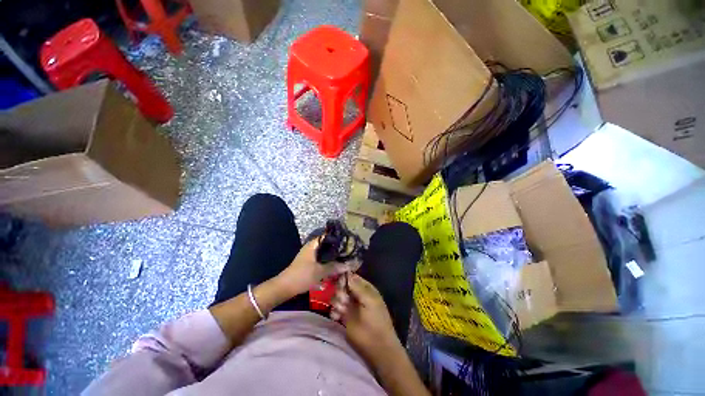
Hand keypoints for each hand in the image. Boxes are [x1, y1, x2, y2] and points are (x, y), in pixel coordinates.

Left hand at [277, 239, 352, 296]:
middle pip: (326, 245)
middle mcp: (311, 247)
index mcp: (313, 245)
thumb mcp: (320, 272)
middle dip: (336, 248)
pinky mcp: (308, 263)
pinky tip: (334, 266)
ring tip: (343, 258)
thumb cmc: (302, 276)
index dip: (337, 238)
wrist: (285, 287)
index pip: (327, 236)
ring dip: (332, 256)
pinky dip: (327, 261)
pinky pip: (321, 259)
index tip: (347, 242)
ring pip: (324, 252)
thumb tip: (349, 265)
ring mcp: (309, 255)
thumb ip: (335, 267)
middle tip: (347, 251)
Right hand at [331, 274, 401, 364]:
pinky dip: (334, 311)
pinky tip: (337, 316)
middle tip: (343, 299)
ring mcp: (349, 306)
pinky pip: (334, 309)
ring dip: (337, 301)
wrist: (376, 345)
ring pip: (337, 296)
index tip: (338, 279)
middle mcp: (356, 294)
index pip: (352, 277)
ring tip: (341, 309)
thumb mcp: (370, 300)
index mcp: (365, 288)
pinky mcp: (343, 317)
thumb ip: (358, 287)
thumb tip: (347, 274)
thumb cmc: (376, 320)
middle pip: (343, 285)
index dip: (344, 276)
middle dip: (340, 290)